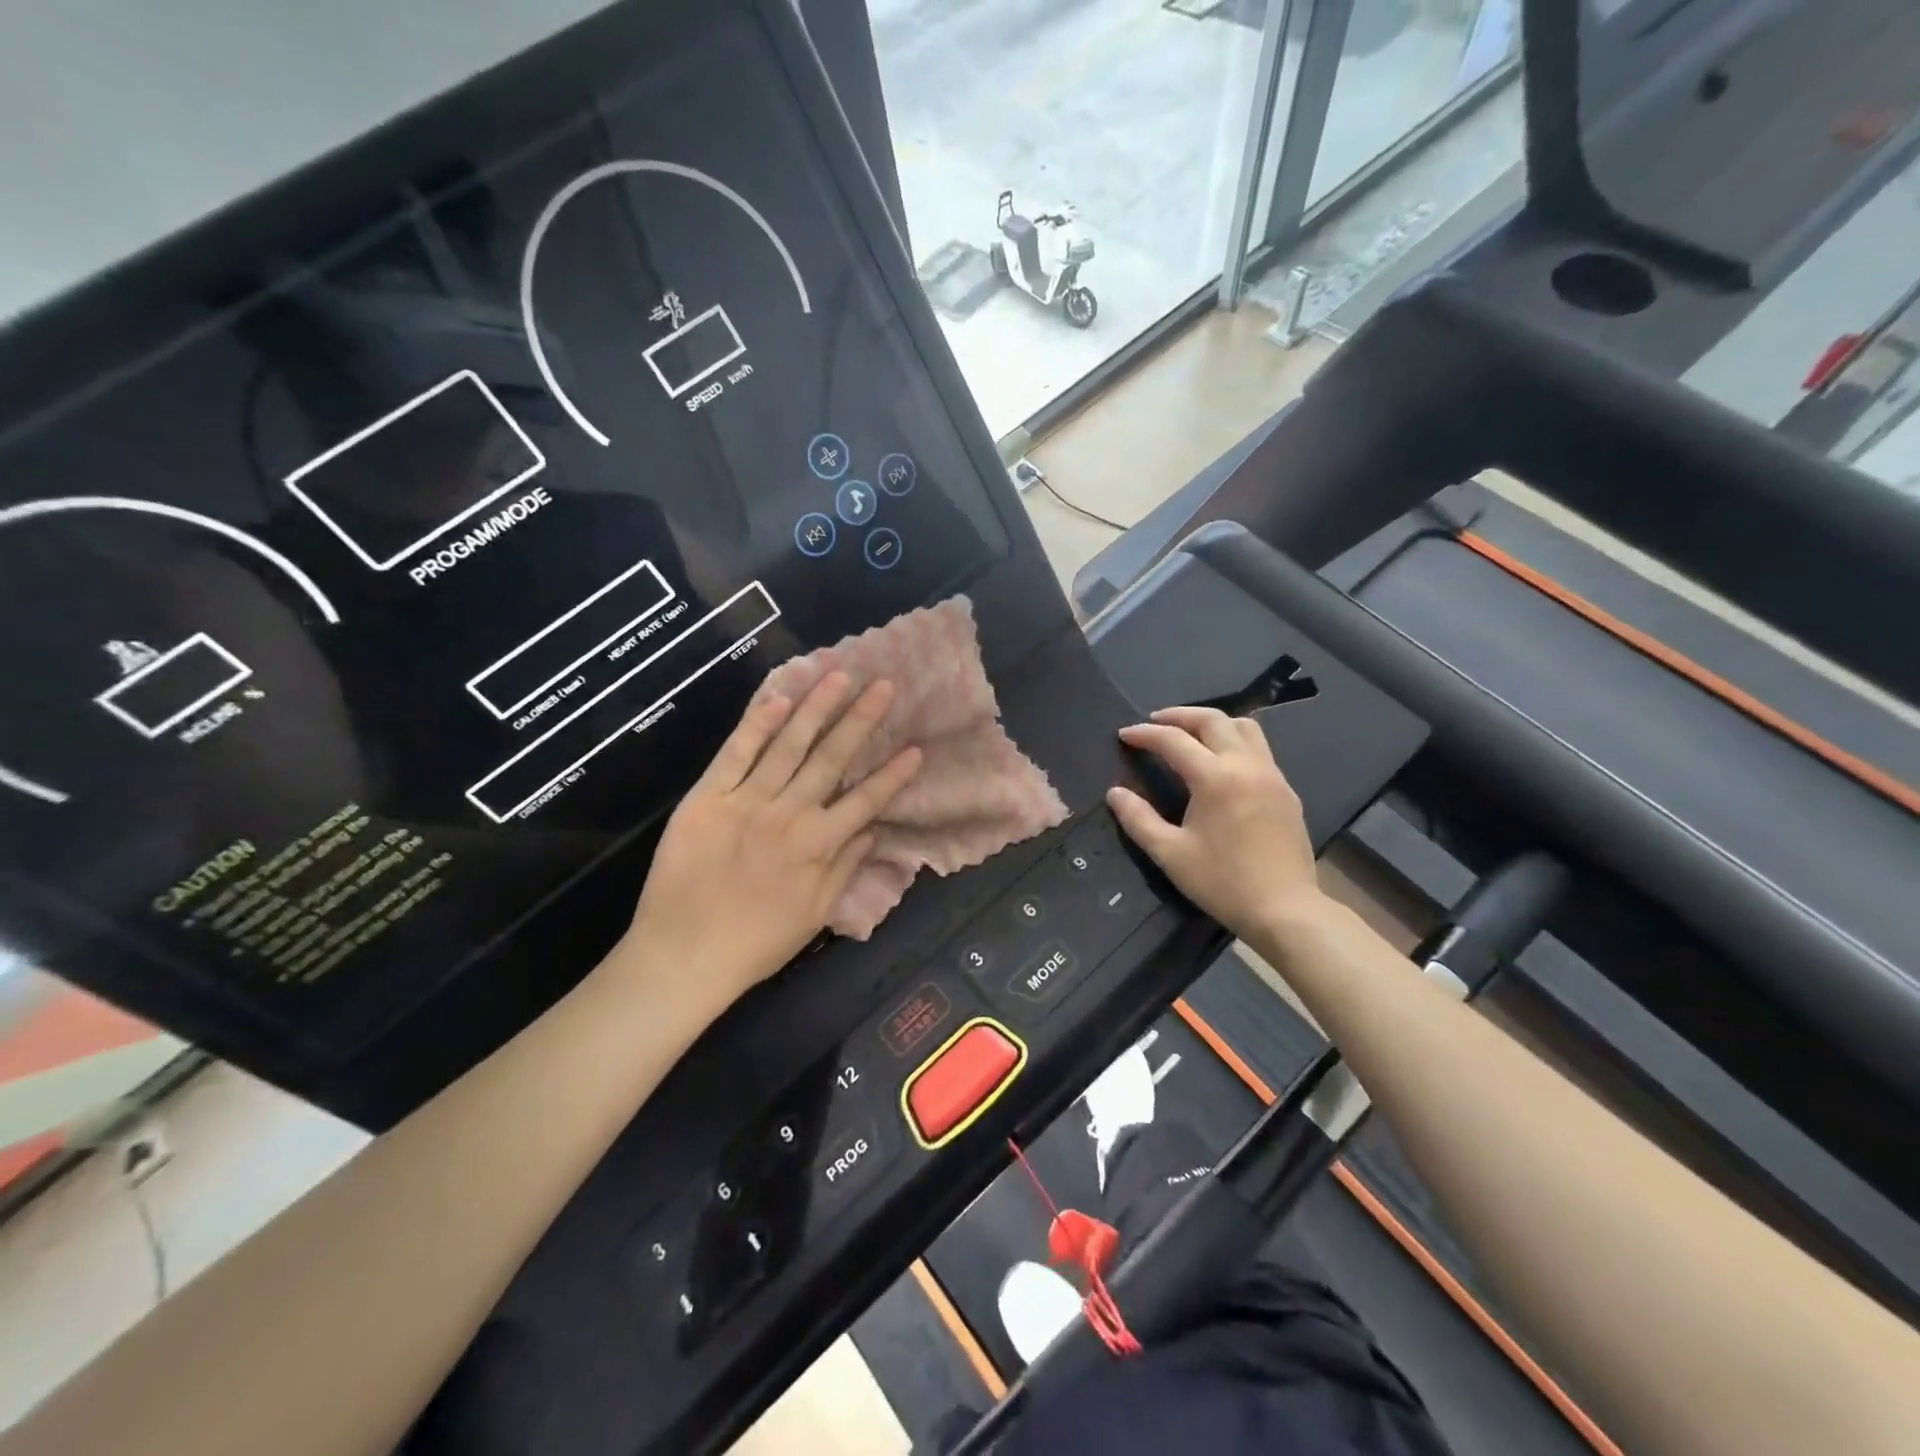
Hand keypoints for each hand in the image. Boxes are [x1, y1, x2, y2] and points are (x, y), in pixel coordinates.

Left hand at [624, 672, 920, 1011]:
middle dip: (861, 720)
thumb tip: (871, 831)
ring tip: (838, 676)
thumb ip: (845, 867)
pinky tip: (778, 699)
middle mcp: (789, 814)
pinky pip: (735, 754)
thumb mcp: (815, 914)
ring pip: (788, 745)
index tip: (916, 748)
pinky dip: (756, 725)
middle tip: (883, 685)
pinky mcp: (707, 798)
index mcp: (819, 845)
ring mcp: (746, 801)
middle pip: (832, 759)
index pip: (866, 800)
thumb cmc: (756, 943)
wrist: (683, 956)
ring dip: (816, 709)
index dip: (893, 774)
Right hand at [1106, 707, 1324, 942]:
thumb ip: (1138, 819)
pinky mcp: (1286, 790)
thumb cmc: (1222, 882)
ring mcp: (1271, 775)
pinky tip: (1221, 763)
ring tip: (1190, 735)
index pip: (1174, 741)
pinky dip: (1234, 742)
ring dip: (1212, 723)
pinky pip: (1259, 749)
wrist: (1285, 909)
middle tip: (1155, 723)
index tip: (1124, 735)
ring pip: (1243, 727)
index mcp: (1215, 778)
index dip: (1145, 734)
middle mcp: (1246, 765)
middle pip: (1212, 720)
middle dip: (1179, 716)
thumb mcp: (1170, 853)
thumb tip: (1115, 793)